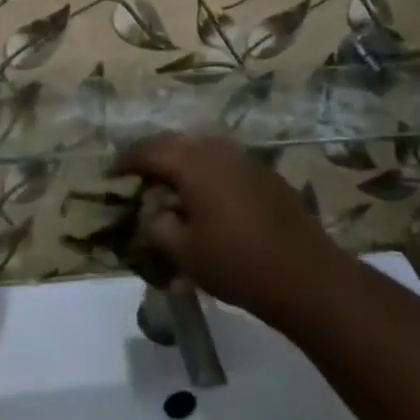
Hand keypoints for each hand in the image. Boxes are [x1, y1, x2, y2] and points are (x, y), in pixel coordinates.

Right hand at [113, 134, 349, 332]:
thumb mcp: (185, 253)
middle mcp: (218, 150)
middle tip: (140, 176)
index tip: (112, 172)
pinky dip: (208, 173)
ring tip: (172, 186)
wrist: (306, 275)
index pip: (150, 150)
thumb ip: (159, 227)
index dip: (128, 160)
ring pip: (203, 150)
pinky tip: (209, 198)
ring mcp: (245, 159)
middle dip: (156, 157)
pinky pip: (225, 163)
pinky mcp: (266, 175)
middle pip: (177, 143)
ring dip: (183, 163)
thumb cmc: (237, 263)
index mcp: (193, 163)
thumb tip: (154, 211)